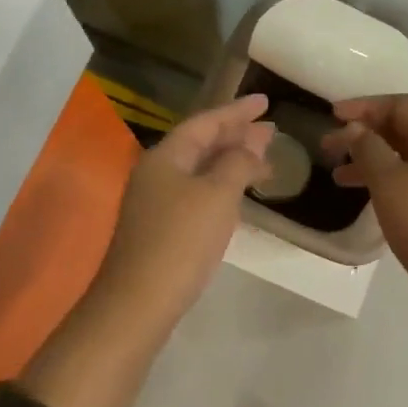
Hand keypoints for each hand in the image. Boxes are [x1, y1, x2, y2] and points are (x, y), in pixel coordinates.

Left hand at [91, 94, 274, 323]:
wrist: (137, 305)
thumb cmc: (180, 242)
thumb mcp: (217, 195)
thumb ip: (238, 163)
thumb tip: (252, 143)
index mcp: (166, 156)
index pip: (206, 122)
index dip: (237, 110)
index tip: (266, 101)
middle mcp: (157, 172)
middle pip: (201, 143)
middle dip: (237, 135)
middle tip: (271, 131)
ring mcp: (155, 201)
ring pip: (200, 169)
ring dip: (231, 162)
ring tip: (265, 162)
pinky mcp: (160, 227)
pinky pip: (197, 191)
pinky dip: (221, 185)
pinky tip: (238, 195)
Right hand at [321, 95, 407, 308]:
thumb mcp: (389, 183)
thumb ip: (368, 149)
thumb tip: (357, 128)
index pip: (401, 105)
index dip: (365, 106)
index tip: (332, 115)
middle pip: (404, 129)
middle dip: (365, 134)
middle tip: (328, 148)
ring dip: (373, 160)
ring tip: (339, 177)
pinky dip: (390, 179)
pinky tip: (370, 195)